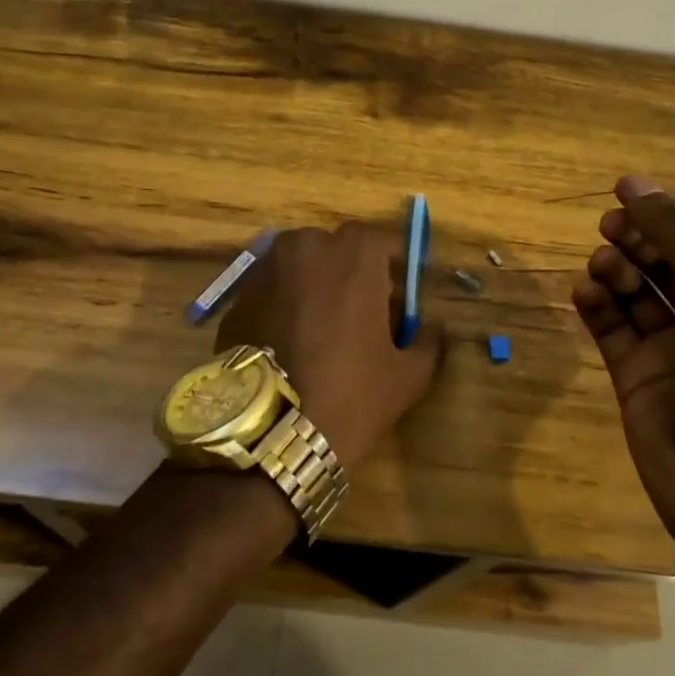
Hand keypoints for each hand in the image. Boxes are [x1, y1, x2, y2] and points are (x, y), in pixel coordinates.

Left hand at [215, 223, 442, 469]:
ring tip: (320, 328)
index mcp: (355, 255)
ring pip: (299, 266)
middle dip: (350, 274)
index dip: (391, 269)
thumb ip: (428, 341)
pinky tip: (288, 341)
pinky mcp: (238, 296)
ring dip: (314, 285)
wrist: (273, 431)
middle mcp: (307, 247)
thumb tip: (436, 327)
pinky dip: (283, 304)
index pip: (381, 243)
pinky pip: (271, 289)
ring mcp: (266, 268)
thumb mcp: (407, 375)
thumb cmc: (352, 395)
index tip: (396, 298)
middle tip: (359, 314)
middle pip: (336, 250)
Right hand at [570, 175, 674, 534]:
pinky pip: (613, 328)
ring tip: (601, 268)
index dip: (669, 210)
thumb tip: (634, 183)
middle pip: (668, 259)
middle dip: (638, 239)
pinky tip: (585, 294)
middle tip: (608, 228)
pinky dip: (597, 307)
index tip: (624, 192)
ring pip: (637, 292)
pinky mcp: (638, 375)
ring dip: (616, 271)